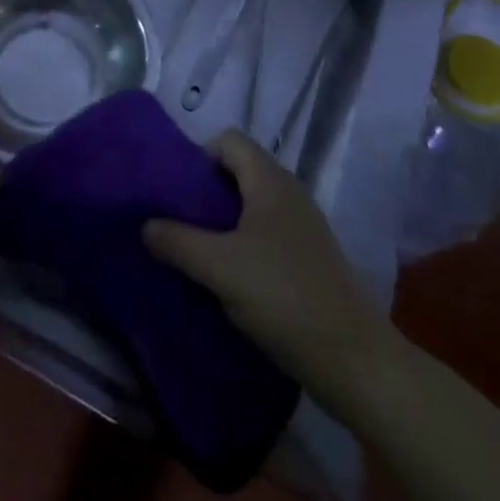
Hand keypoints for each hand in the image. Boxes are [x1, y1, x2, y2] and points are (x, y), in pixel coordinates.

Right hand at [143, 130, 393, 416]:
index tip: (176, 189)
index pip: (228, 140)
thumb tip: (145, 224)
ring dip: (223, 219)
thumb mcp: (219, 268)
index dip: (199, 155)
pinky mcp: (309, 258)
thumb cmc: (283, 297)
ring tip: (196, 249)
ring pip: (252, 204)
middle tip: (178, 219)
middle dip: (205, 190)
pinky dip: (243, 242)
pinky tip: (228, 276)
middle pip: (239, 170)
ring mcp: (303, 226)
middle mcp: (289, 192)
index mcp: (270, 180)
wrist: (353, 360)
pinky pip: (266, 232)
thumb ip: (177, 241)